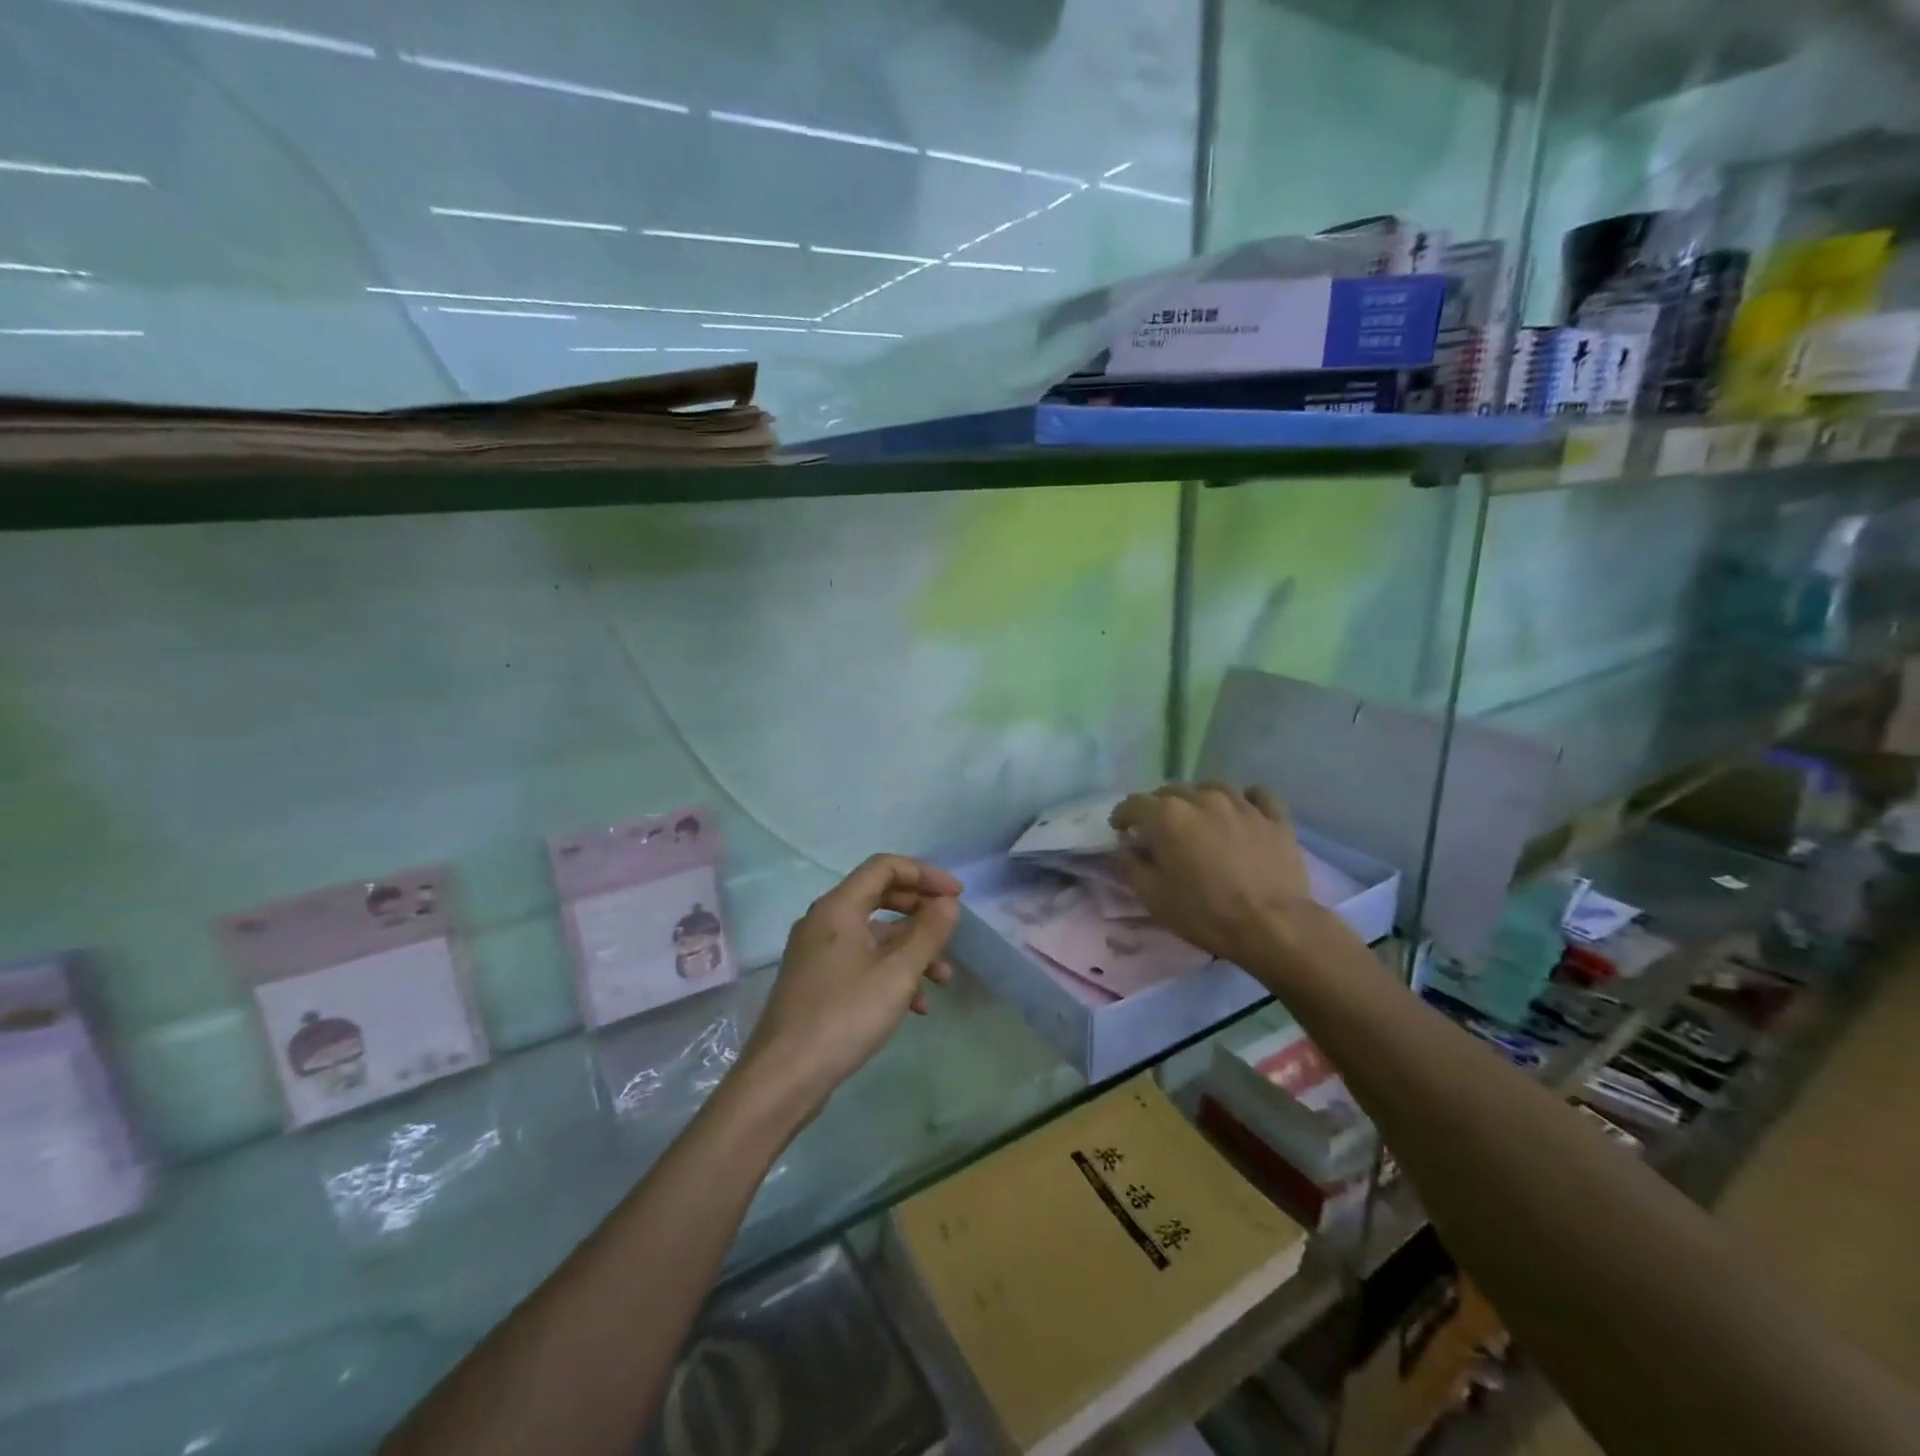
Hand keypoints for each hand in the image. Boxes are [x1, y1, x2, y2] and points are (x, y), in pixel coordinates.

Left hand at [739, 855, 960, 1115]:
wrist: (784, 1077)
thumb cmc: (844, 1016)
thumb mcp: (897, 974)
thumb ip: (927, 933)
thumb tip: (948, 903)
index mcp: (839, 907)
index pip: (885, 867)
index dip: (924, 874)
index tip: (956, 896)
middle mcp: (825, 921)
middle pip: (881, 897)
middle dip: (921, 912)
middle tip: (951, 929)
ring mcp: (819, 953)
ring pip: (875, 935)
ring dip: (912, 950)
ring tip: (943, 979)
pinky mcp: (819, 982)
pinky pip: (863, 962)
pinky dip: (892, 973)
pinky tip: (916, 1006)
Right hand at [1110, 783, 1314, 966]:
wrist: (1272, 926)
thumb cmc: (1204, 913)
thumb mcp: (1152, 897)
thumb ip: (1132, 864)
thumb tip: (1128, 845)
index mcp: (1167, 816)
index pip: (1133, 804)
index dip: (1122, 816)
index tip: (1120, 829)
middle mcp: (1202, 799)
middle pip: (1171, 791)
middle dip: (1159, 807)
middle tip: (1160, 830)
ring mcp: (1241, 804)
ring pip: (1212, 788)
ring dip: (1199, 800)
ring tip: (1200, 819)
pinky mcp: (1274, 817)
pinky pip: (1256, 795)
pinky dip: (1244, 800)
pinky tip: (1242, 812)